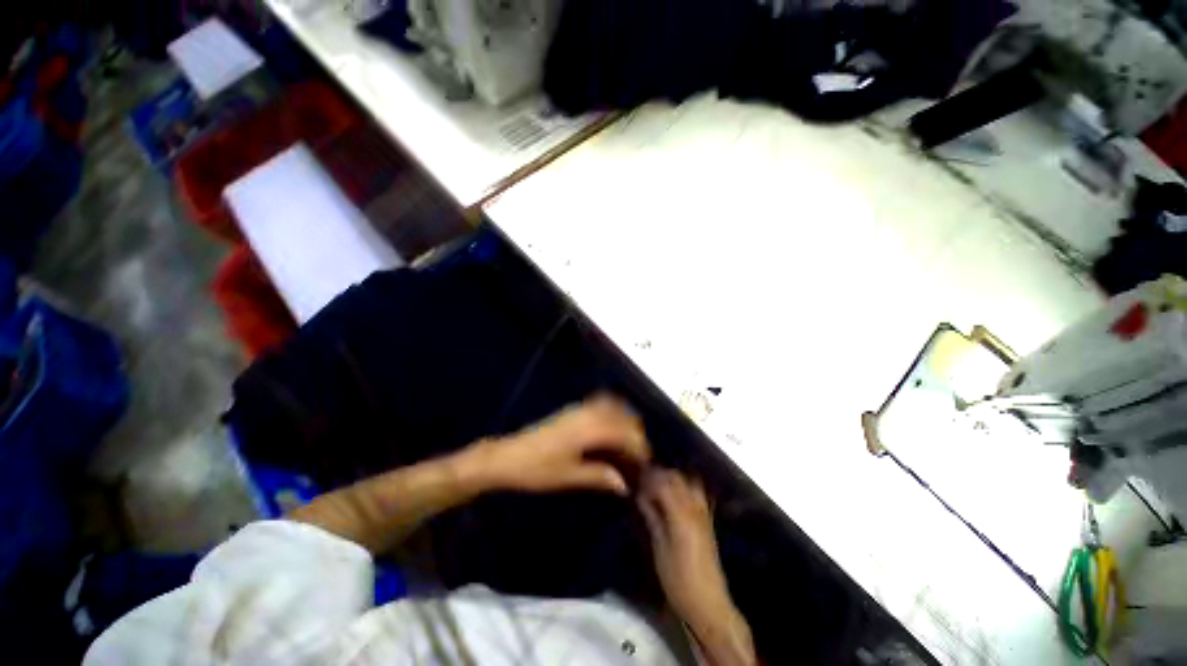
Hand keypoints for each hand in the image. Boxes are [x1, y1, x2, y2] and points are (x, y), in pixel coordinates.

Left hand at [469, 394, 650, 495]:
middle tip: (639, 453)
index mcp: (588, 430)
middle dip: (635, 431)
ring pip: (610, 405)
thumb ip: (599, 476)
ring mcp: (577, 409)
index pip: (623, 432)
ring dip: (624, 419)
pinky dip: (611, 412)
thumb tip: (624, 485)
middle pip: (621, 415)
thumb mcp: (568, 476)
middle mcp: (586, 414)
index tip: (646, 461)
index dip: (638, 446)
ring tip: (628, 440)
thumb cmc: (536, 470)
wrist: (506, 457)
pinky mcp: (570, 411)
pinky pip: (599, 403)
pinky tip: (609, 429)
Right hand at [638, 469, 730, 621]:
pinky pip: (698, 492)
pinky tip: (674, 495)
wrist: (708, 603)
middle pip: (678, 477)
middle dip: (660, 473)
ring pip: (689, 480)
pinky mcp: (709, 520)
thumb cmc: (678, 580)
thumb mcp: (659, 549)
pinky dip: (685, 486)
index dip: (648, 477)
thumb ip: (652, 517)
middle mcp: (694, 508)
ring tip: (659, 485)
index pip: (663, 483)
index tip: (635, 477)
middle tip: (644, 480)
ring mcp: (704, 512)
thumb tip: (640, 495)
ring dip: (674, 478)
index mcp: (680, 514)